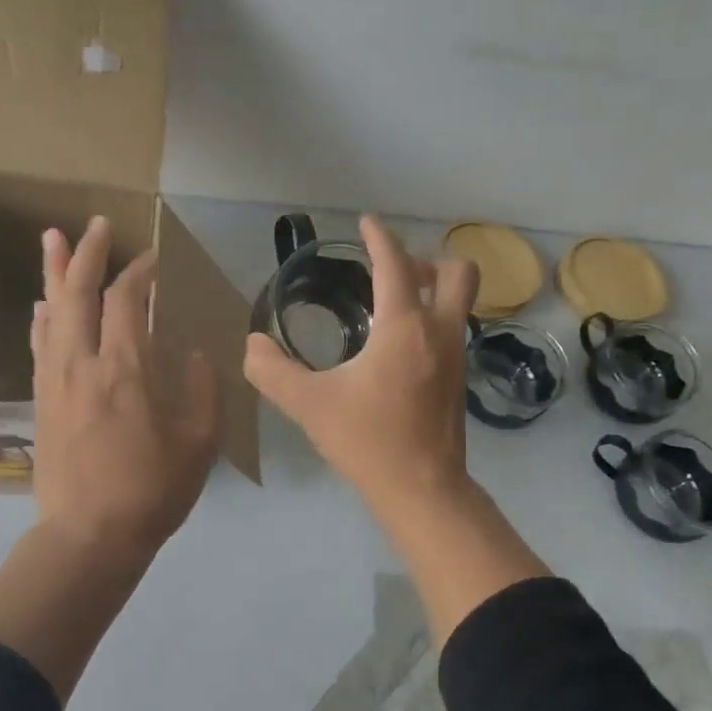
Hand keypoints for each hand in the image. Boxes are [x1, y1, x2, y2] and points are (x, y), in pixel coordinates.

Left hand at [31, 216, 218, 561]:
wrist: (89, 535)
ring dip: (54, 272)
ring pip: (51, 311)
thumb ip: (202, 390)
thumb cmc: (152, 490)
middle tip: (97, 224)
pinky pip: (40, 344)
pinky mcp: (42, 399)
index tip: (154, 258)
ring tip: (54, 238)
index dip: (140, 272)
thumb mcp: (199, 443)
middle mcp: (83, 363)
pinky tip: (43, 303)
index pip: (126, 301)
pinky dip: (43, 316)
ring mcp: (55, 379)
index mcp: (126, 369)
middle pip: (78, 292)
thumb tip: (195, 353)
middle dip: (88, 253)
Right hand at [245, 216, 546, 645]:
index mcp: (404, 328)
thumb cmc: (367, 441)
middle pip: (456, 272)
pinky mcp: (459, 380)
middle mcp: (439, 333)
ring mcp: (456, 356)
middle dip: (427, 260)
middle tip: (393, 271)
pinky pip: (452, 329)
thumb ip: (272, 372)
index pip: (396, 265)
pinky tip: (400, 346)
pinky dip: (433, 319)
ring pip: (460, 302)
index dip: (380, 237)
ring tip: (393, 303)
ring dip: (433, 289)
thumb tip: (251, 345)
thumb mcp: (309, 405)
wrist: (421, 489)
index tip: (366, 221)